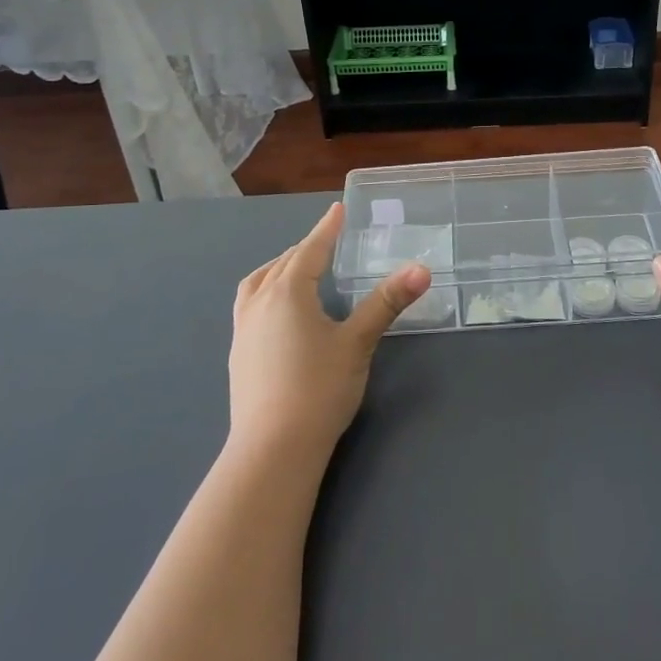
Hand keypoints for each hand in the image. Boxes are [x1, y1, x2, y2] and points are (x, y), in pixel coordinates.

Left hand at [228, 202, 429, 461]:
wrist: (272, 449)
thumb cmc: (319, 389)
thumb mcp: (357, 343)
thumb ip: (386, 303)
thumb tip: (421, 269)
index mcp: (288, 292)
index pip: (310, 250)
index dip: (327, 230)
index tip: (337, 210)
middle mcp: (259, 303)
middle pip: (282, 264)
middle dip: (305, 249)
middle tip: (326, 244)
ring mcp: (243, 330)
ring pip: (258, 283)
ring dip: (278, 269)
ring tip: (295, 272)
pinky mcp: (238, 355)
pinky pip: (250, 306)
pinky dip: (266, 293)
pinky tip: (278, 314)